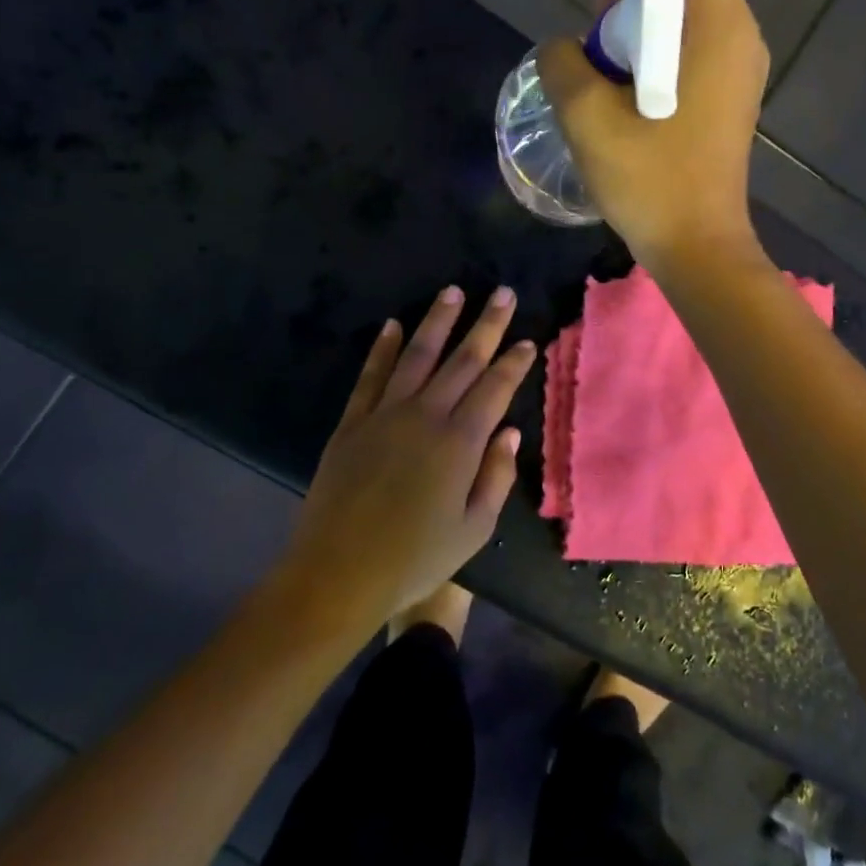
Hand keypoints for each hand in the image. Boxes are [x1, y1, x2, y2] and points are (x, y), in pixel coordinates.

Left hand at [279, 285, 535, 627]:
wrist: (338, 573)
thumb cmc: (416, 559)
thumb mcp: (474, 529)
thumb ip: (496, 476)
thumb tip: (511, 433)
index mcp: (460, 443)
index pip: (494, 389)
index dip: (513, 362)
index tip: (527, 339)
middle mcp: (425, 416)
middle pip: (462, 361)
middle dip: (486, 325)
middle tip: (503, 293)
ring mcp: (384, 415)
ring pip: (417, 356)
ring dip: (437, 322)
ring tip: (453, 292)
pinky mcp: (352, 423)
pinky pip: (370, 376)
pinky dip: (383, 349)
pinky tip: (393, 325)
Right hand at [537, 0, 769, 271]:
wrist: (699, 247)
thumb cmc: (650, 182)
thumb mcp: (587, 119)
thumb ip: (564, 64)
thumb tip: (563, 45)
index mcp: (712, 25)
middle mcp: (736, 32)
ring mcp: (736, 64)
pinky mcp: (726, 92)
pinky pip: (692, 36)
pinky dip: (657, 24)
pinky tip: (618, 40)